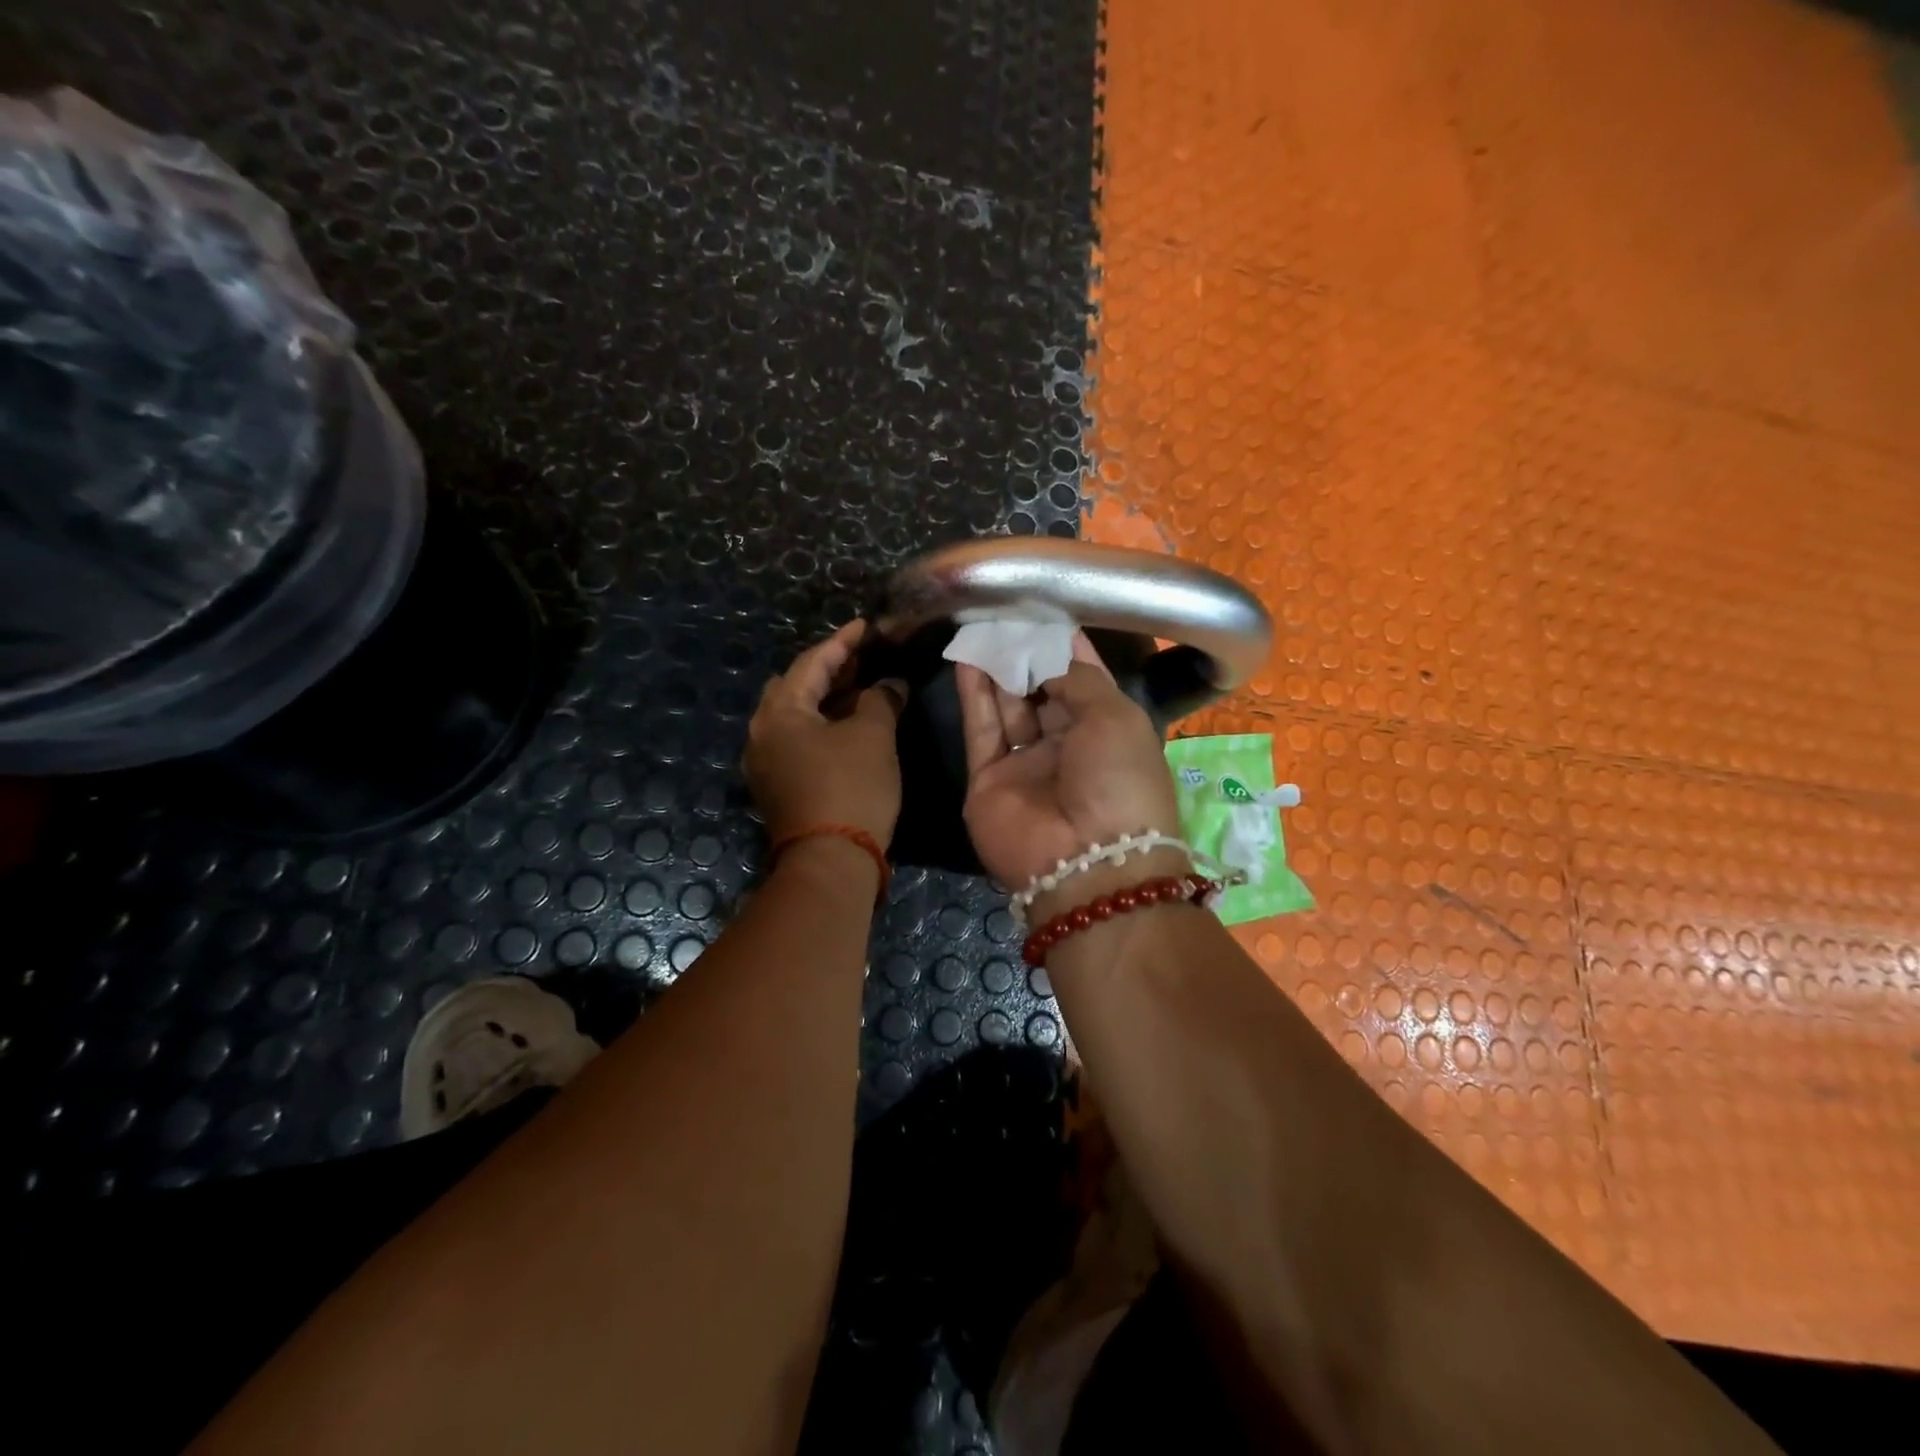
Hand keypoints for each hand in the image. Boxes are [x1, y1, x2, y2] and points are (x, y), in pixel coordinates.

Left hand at [745, 621, 904, 845]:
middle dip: (829, 670)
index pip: (811, 663)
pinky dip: (822, 726)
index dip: (842, 642)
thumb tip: (889, 684)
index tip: (866, 627)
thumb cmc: (851, 788)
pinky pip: (798, 741)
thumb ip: (880, 700)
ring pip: (796, 717)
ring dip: (827, 700)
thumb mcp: (872, 736)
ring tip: (860, 688)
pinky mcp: (778, 786)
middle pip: (795, 687)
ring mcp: (766, 763)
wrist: (831, 862)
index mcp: (779, 713)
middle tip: (862, 658)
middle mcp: (762, 733)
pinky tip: (848, 726)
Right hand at [956, 633, 1182, 896]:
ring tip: (981, 624)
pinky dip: (973, 694)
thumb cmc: (1119, 779)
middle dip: (1026, 651)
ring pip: (1008, 705)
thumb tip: (1047, 655)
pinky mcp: (989, 778)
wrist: (1086, 861)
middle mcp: (1067, 745)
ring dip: (997, 666)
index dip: (1064, 645)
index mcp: (1108, 731)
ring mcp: (1026, 763)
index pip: (1083, 678)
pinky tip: (966, 657)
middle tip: (1004, 611)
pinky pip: (981, 728)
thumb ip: (1076, 677)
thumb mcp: (1114, 715)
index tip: (1044, 609)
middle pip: (1042, 689)